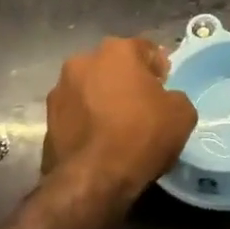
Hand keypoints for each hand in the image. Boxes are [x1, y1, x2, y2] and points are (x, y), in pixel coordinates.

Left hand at [42, 37, 196, 206]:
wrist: (93, 180)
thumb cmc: (142, 135)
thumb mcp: (182, 113)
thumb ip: (173, 96)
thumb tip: (164, 100)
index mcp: (117, 51)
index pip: (145, 49)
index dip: (158, 68)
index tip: (164, 87)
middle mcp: (83, 61)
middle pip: (113, 66)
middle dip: (126, 80)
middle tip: (141, 105)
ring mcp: (59, 90)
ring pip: (90, 89)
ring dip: (102, 99)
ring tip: (116, 126)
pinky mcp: (47, 120)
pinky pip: (75, 114)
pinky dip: (86, 122)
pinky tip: (99, 142)